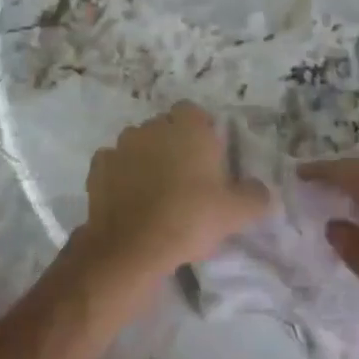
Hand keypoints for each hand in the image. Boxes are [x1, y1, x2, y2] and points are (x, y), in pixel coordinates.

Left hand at [75, 102, 271, 281]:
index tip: (208, 158)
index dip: (201, 131)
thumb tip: (261, 191)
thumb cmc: (190, 218)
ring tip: (156, 191)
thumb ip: (254, 196)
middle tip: (187, 178)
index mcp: (188, 128)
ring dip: (146, 159)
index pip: (194, 112)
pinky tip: (130, 199)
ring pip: (138, 144)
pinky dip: (121, 175)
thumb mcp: (235, 213)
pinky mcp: (98, 168)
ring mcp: (121, 146)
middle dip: (173, 145)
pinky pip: (114, 164)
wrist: (133, 246)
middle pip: (165, 127)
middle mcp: (152, 127)